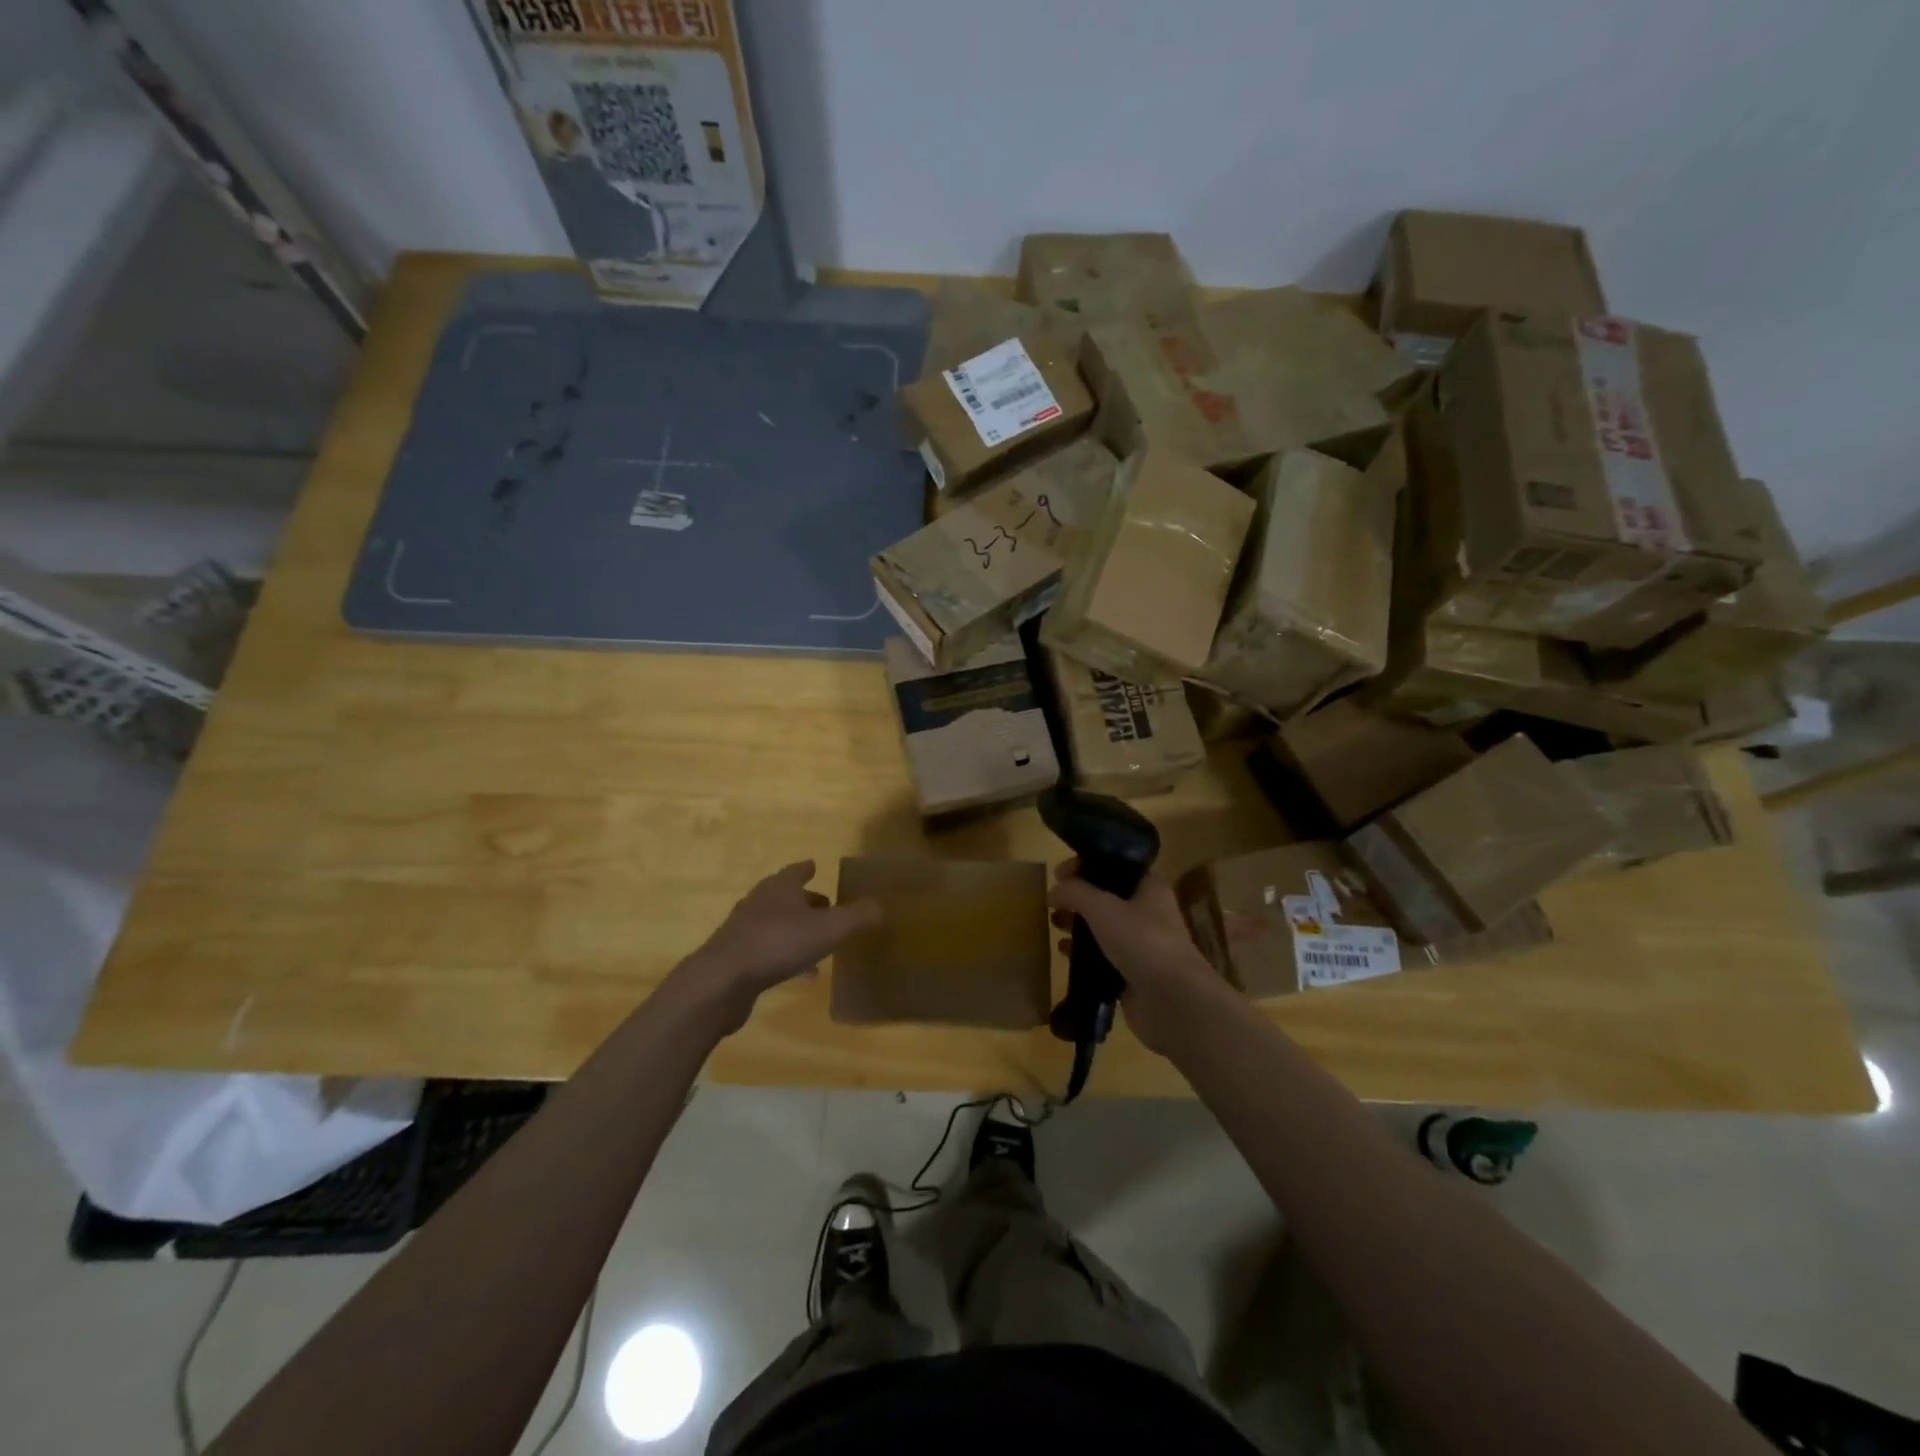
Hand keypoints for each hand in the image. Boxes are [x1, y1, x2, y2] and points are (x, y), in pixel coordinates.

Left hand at [675, 862, 881, 1032]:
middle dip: (805, 900)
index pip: (796, 871)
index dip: (808, 869)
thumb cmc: (778, 943)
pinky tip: (801, 973)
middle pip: (785, 896)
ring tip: (818, 942)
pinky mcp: (736, 958)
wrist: (723, 980)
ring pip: (776, 923)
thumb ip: (857, 917)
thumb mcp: (829, 929)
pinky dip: (786, 956)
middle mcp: (760, 902)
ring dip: (796, 929)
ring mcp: (744, 930)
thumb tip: (880, 905)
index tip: (815, 865)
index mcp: (780, 887)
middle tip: (826, 905)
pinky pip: (768, 951)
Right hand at [1050, 860, 1227, 1053]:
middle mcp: (1148, 913)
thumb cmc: (1142, 941)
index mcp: (1149, 888)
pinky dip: (1084, 954)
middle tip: (1053, 903)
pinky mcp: (1132, 973)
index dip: (1085, 866)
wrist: (1172, 1000)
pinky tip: (1064, 954)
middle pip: (1107, 898)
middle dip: (1078, 899)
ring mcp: (1141, 945)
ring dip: (1078, 926)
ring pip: (1103, 928)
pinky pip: (1103, 957)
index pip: (1114, 867)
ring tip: (1054, 926)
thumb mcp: (1103, 907)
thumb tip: (1053, 891)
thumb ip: (1075, 893)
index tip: (1058, 874)